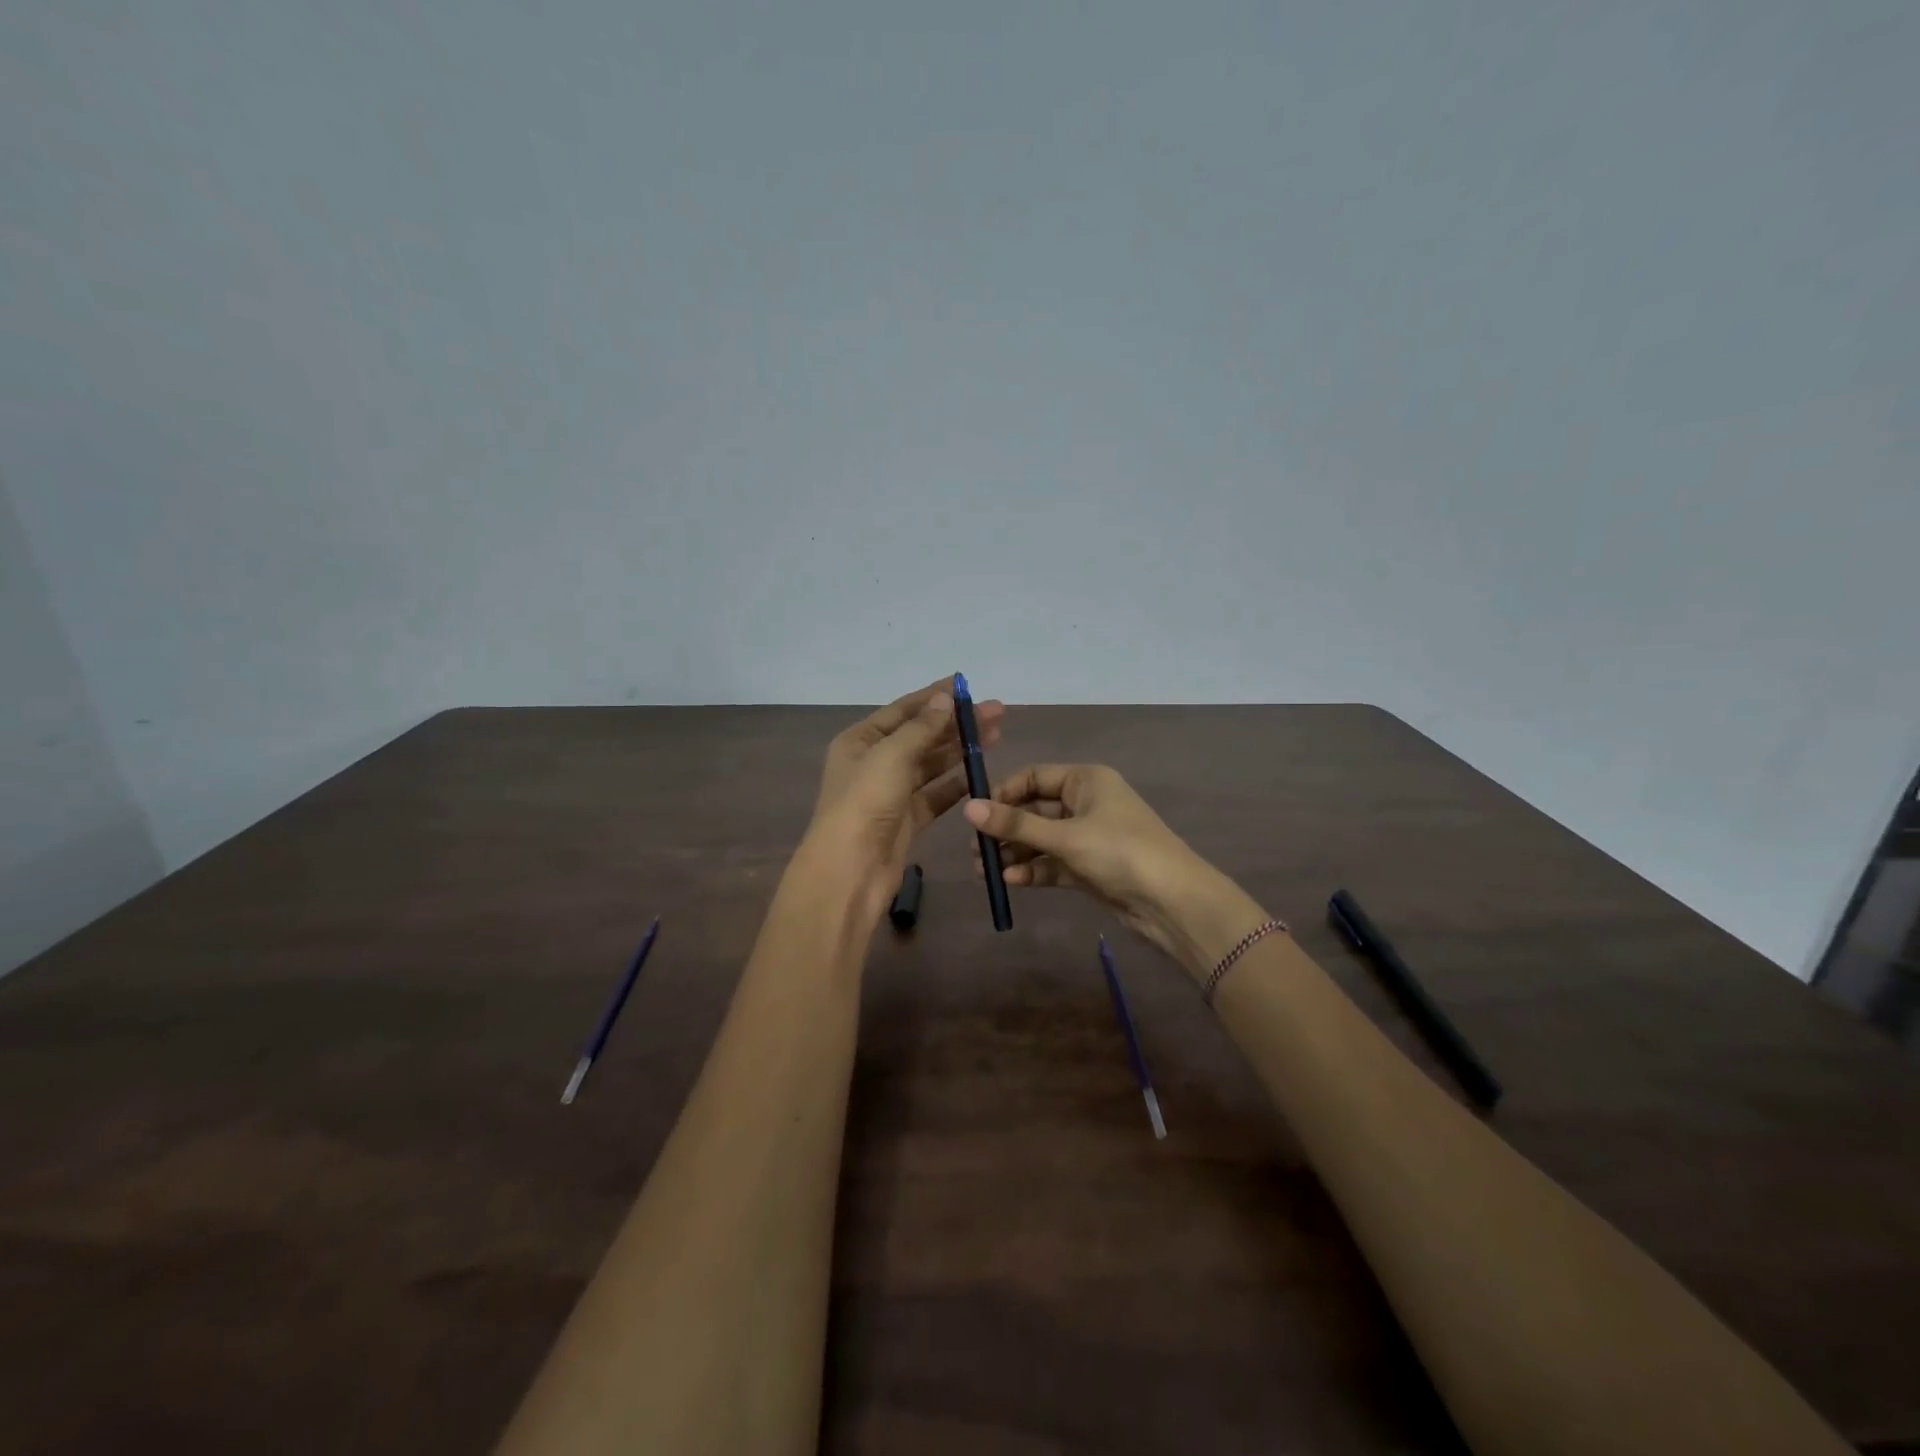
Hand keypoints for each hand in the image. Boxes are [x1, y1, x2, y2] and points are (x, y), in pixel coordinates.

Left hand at [808, 676, 1004, 908]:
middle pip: (921, 735)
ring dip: (959, 750)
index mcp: (860, 740)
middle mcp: (874, 762)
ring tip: (995, 737)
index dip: (935, 696)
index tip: (967, 686)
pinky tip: (979, 773)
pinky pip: (935, 795)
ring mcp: (891, 792)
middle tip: (997, 713)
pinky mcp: (907, 819)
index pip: (903, 709)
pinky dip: (955, 784)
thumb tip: (945, 699)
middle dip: (956, 724)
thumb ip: (922, 727)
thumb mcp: (892, 755)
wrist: (850, 870)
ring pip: (931, 764)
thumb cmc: (865, 803)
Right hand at [964, 763, 1267, 979]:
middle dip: (1005, 829)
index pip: (1033, 777)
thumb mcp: (1065, 836)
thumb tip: (967, 807)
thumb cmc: (1120, 852)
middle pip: (1034, 810)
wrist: (1173, 902)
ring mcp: (1088, 836)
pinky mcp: (1089, 867)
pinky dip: (1033, 869)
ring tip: (985, 872)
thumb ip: (1015, 824)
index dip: (1003, 793)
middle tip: (975, 851)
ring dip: (1015, 852)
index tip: (976, 815)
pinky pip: (1053, 862)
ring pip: (1041, 839)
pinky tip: (1010, 880)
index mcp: (1086, 780)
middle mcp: (1086, 803)